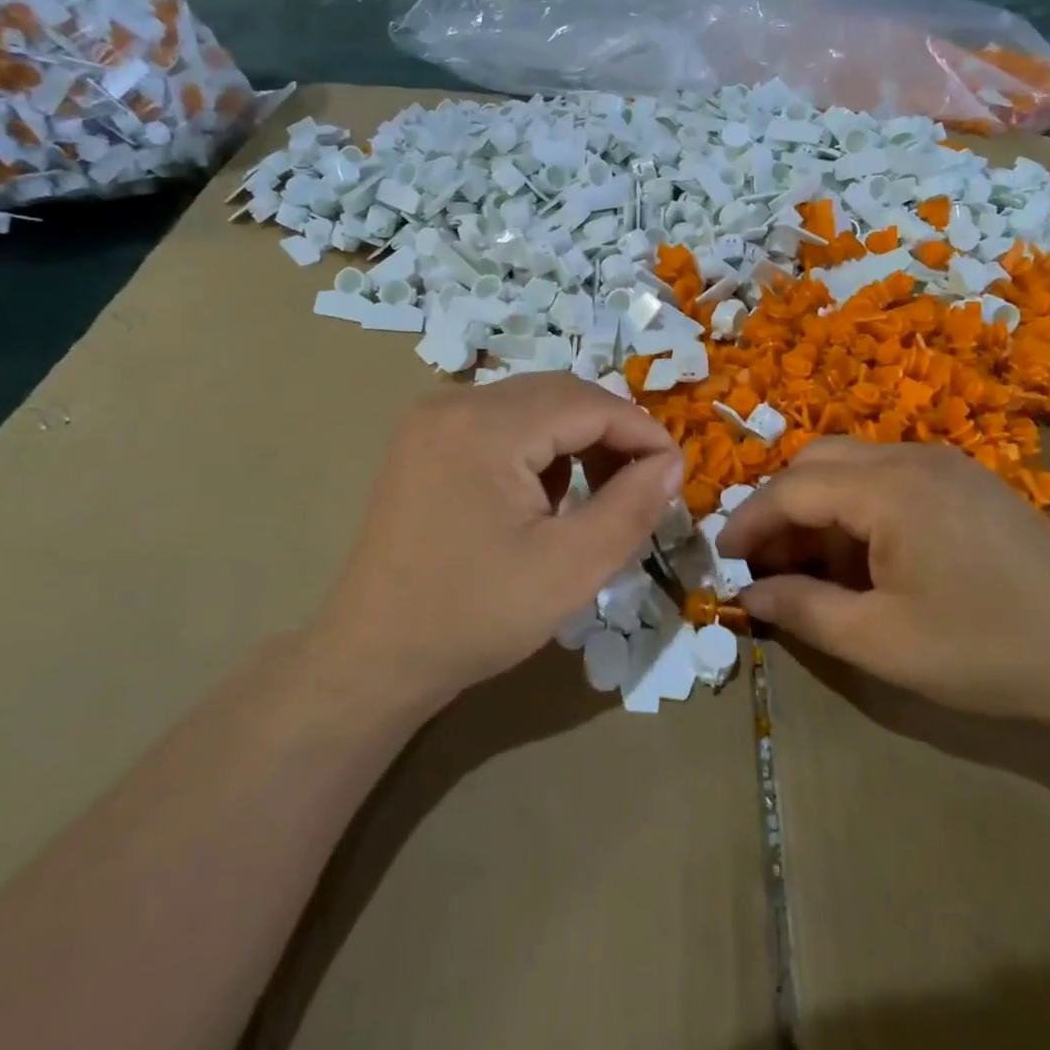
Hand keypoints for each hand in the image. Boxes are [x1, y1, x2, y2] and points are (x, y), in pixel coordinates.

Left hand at [321, 373, 682, 708]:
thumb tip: (672, 462)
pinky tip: (547, 493)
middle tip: (644, 484)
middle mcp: (454, 403)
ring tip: (600, 492)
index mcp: (485, 426)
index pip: (588, 403)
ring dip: (577, 437)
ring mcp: (433, 419)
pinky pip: (502, 422)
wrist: (373, 655)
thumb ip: (631, 508)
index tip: (677, 473)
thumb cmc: (474, 617)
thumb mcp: (570, 569)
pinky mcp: (426, 440)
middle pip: (560, 394)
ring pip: (532, 405)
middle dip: (611, 432)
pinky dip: (540, 446)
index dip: (642, 432)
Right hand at [716, 439, 1049, 729]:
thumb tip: (748, 593)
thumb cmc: (984, 651)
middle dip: (780, 505)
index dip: (750, 519)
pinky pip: (889, 474)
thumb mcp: (880, 643)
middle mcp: (914, 458)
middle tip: (766, 559)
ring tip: (811, 562)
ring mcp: (946, 463)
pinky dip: (856, 502)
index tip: (723, 555)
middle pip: (817, 460)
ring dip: (818, 503)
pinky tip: (864, 552)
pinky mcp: (967, 479)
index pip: (793, 488)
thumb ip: (803, 610)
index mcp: (891, 490)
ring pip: (852, 463)